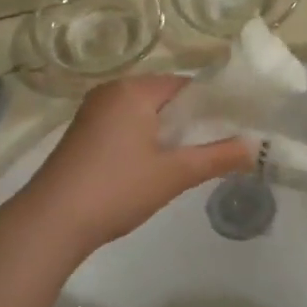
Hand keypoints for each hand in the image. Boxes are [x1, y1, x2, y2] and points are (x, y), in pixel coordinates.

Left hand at [17, 74, 251, 256]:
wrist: (51, 222)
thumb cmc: (117, 188)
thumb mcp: (174, 174)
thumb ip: (217, 157)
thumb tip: (255, 148)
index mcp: (133, 90)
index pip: (186, 85)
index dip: (214, 104)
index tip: (237, 125)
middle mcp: (111, 92)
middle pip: (165, 98)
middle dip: (192, 120)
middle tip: (220, 145)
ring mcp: (92, 113)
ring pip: (144, 114)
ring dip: (168, 133)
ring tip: (194, 158)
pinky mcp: (83, 135)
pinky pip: (125, 126)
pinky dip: (146, 140)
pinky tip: (157, 166)